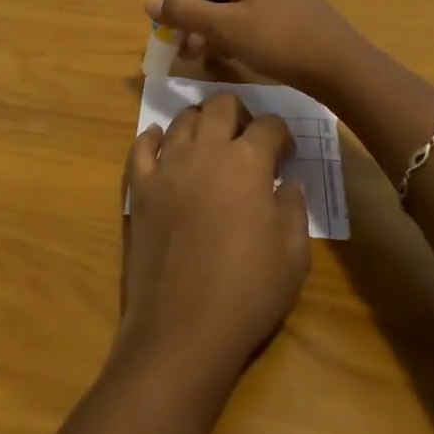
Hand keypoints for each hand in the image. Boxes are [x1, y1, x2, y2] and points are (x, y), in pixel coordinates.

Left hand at [117, 93, 309, 383]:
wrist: (182, 328)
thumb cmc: (247, 293)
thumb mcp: (293, 256)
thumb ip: (293, 209)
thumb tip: (288, 183)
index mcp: (247, 163)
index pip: (269, 126)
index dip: (282, 134)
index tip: (286, 153)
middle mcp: (205, 151)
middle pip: (221, 105)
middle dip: (239, 113)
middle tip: (247, 138)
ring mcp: (167, 166)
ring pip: (182, 119)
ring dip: (200, 122)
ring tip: (209, 141)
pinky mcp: (139, 186)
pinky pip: (142, 146)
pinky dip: (153, 137)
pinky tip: (160, 141)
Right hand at [146, 0, 366, 93]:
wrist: (340, 64)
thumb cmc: (277, 39)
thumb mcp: (224, 28)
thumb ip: (184, 13)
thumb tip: (150, 3)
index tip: (168, 14)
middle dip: (189, 8)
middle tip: (179, 42)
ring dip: (207, 21)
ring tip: (197, 54)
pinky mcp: (287, 3)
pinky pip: (246, 6)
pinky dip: (229, 25)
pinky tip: (226, 53)